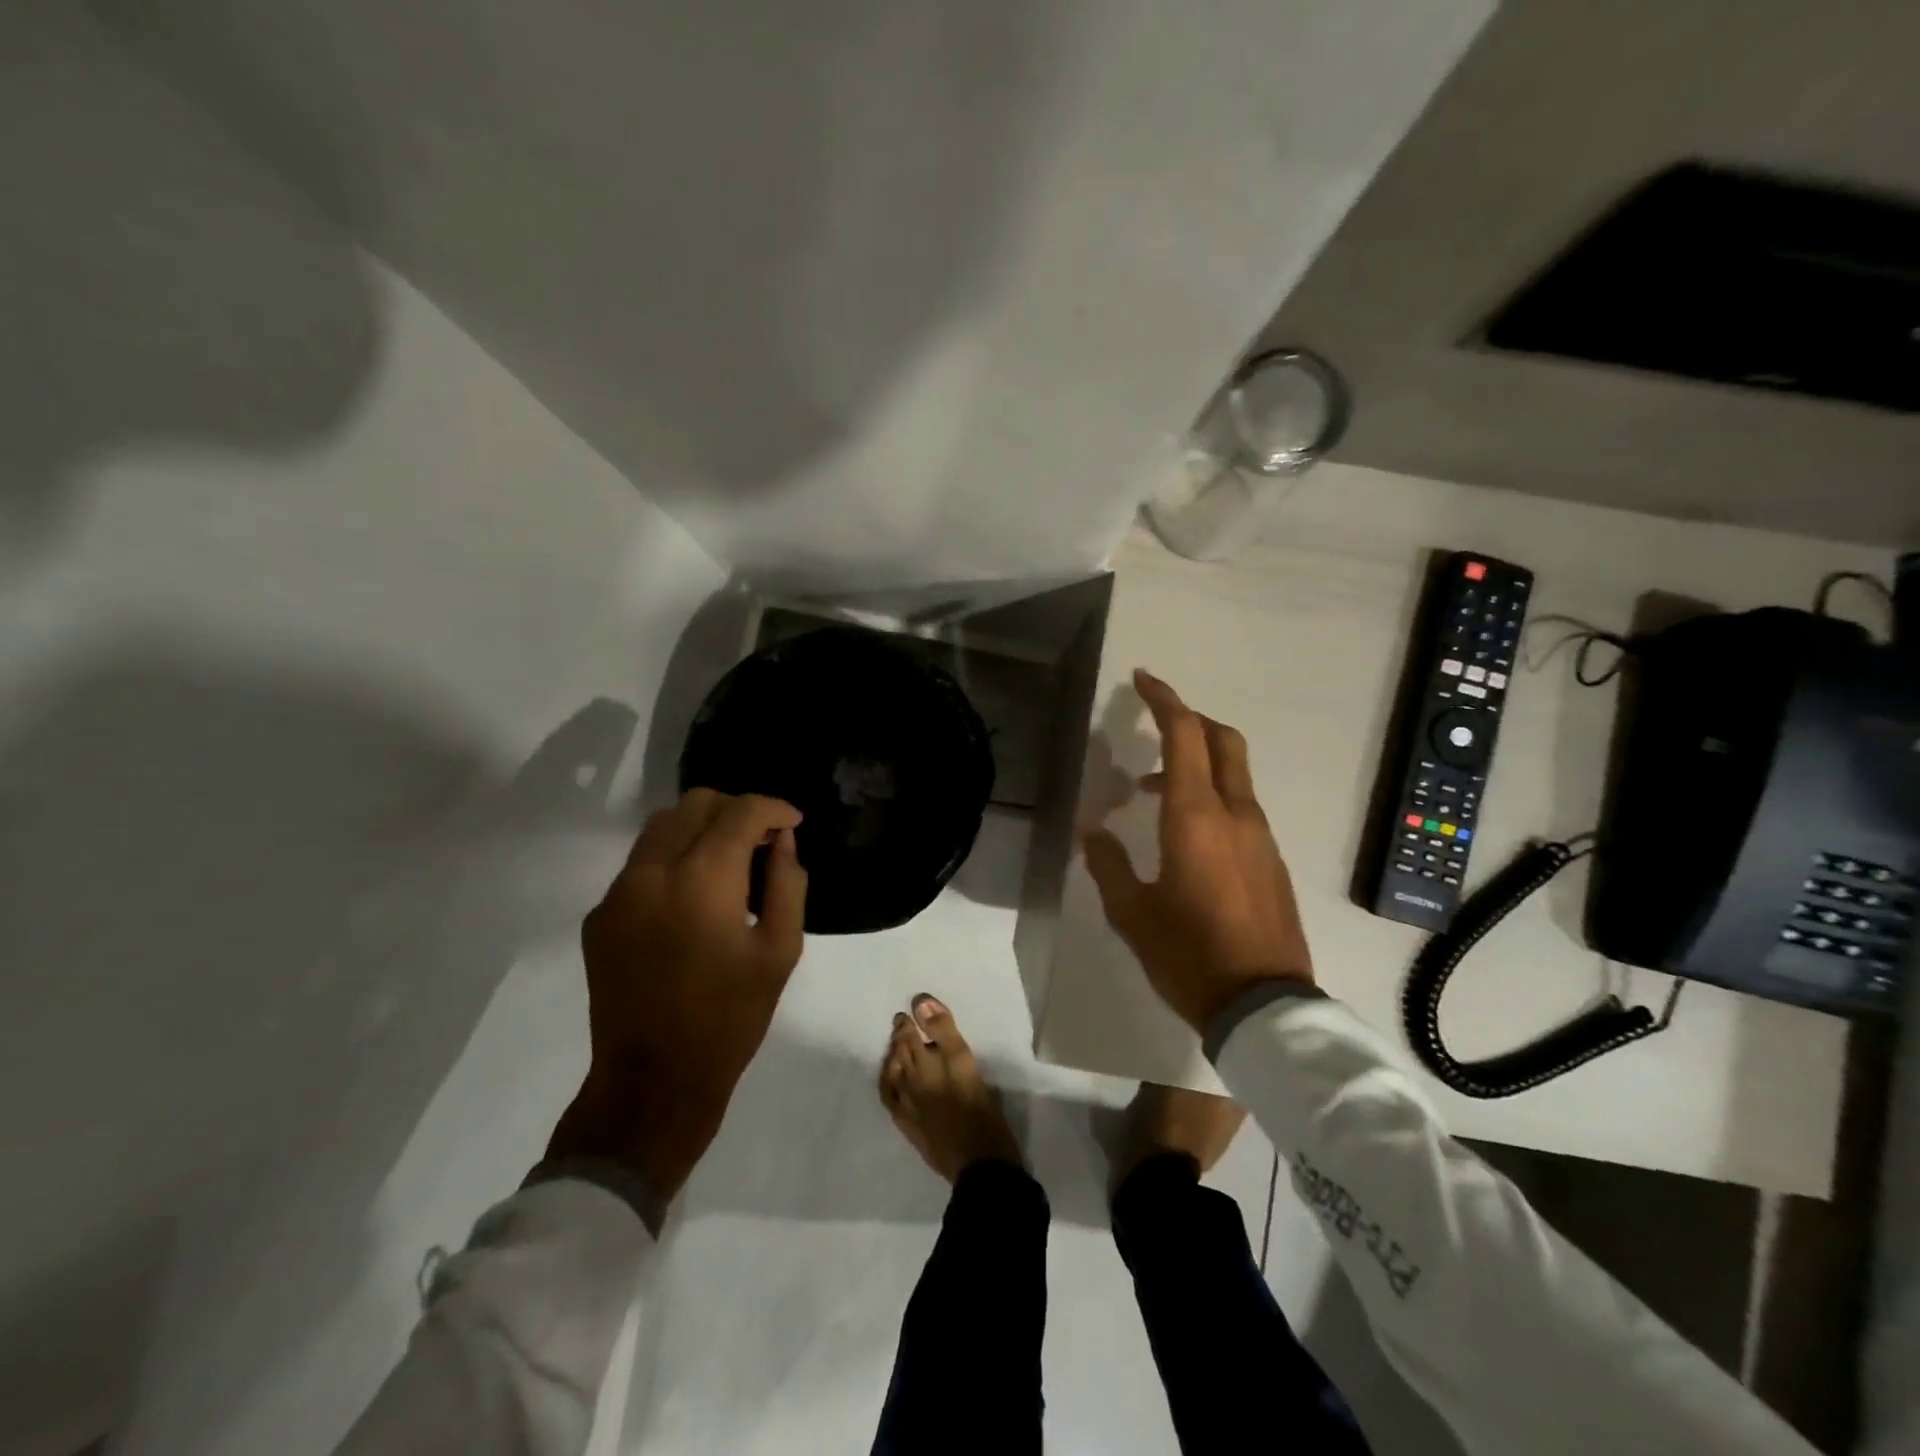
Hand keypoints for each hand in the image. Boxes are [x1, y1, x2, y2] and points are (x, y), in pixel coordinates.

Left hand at [545, 789, 807, 1205]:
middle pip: (695, 804)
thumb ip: (787, 884)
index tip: (793, 823)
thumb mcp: (780, 951)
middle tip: (763, 839)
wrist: (653, 1082)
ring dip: (701, 827)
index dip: (773, 809)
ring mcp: (618, 893)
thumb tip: (782, 843)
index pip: (739, 812)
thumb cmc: (730, 1018)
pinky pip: (640, 864)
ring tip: (730, 859)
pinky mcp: (599, 916)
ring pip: (661, 827)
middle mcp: (652, 872)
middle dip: (735, 809)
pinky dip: (673, 859)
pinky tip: (693, 897)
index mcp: (702, 881)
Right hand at [1081, 669, 1312, 1032]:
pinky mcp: (1272, 861)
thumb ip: (1107, 863)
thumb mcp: (1132, 912)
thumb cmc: (1188, 955)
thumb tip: (1092, 830)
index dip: (1164, 700)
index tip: (1143, 679)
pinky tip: (1186, 835)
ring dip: (1197, 764)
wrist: (1264, 1006)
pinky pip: (1241, 808)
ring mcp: (1261, 837)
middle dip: (1190, 720)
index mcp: (1196, 817)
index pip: (1186, 735)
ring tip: (1152, 793)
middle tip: (1154, 723)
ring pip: (1234, 775)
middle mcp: (1236, 815)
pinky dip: (1212, 797)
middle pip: (1223, 741)